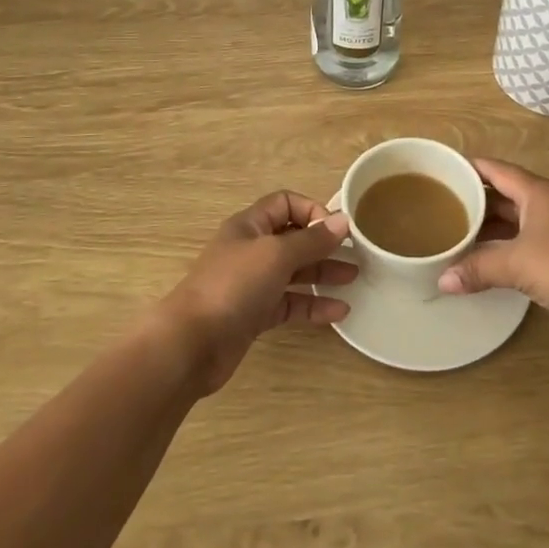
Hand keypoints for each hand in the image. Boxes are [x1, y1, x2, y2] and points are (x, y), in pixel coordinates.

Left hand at [158, 191, 356, 394]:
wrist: (192, 343)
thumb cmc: (233, 286)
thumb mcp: (276, 255)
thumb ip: (312, 240)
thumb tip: (342, 221)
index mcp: (250, 226)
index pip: (285, 204)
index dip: (312, 211)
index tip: (337, 230)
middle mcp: (251, 250)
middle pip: (293, 238)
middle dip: (323, 244)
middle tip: (356, 254)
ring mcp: (252, 284)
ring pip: (294, 272)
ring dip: (323, 273)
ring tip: (354, 278)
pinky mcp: (254, 315)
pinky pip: (290, 304)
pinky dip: (313, 305)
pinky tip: (339, 311)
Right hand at [438, 159, 548, 334]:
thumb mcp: (517, 265)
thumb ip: (478, 269)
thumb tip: (442, 281)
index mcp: (536, 191)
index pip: (495, 169)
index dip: (468, 167)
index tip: (440, 171)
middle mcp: (548, 202)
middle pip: (504, 193)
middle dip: (475, 199)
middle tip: (441, 207)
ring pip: (515, 218)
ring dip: (489, 225)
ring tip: (456, 233)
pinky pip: (526, 239)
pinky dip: (505, 245)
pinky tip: (487, 259)